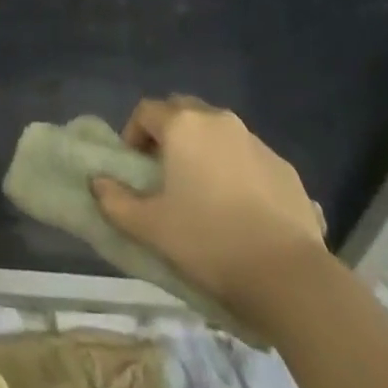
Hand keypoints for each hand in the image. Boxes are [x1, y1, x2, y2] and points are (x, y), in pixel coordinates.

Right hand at [92, 95, 327, 331]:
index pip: (145, 110)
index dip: (133, 135)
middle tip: (165, 173)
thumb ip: (116, 202)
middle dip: (169, 134)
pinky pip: (248, 155)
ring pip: (217, 131)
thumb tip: (97, 183)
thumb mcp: (152, 228)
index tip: (135, 168)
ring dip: (203, 149)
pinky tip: (240, 208)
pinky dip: (236, 169)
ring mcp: (255, 140)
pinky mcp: (284, 166)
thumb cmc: (210, 242)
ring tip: (204, 192)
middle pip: (182, 111)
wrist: (290, 276)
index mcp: (182, 124)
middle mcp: (217, 119)